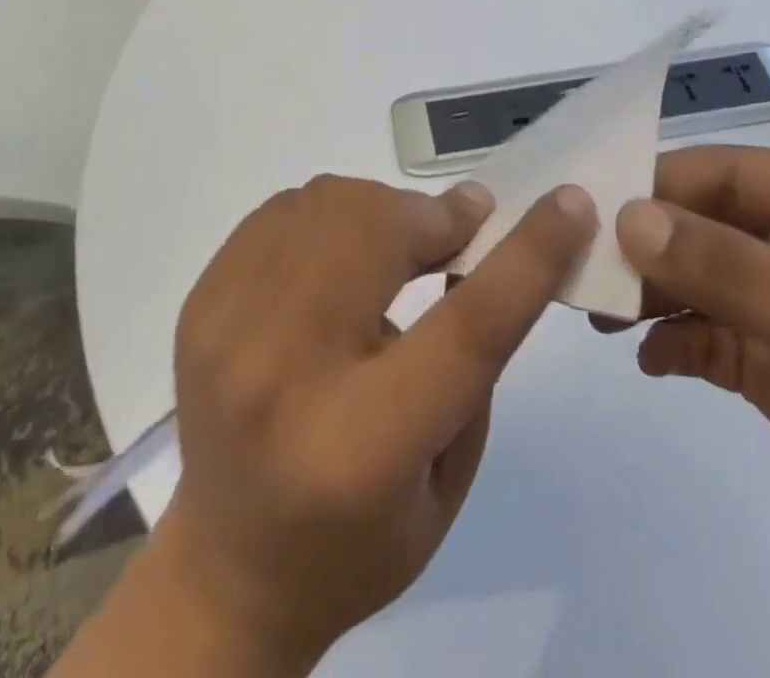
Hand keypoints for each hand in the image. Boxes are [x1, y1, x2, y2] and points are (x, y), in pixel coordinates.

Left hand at [149, 174, 597, 674]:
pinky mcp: (200, 301)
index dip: (527, 254)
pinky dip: (332, 216)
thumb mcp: (449, 471)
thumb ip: (473, 354)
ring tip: (399, 247)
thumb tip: (473, 238)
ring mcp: (227, 328)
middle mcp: (283, 375)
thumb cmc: (359, 538)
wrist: (228, 566)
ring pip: (328, 204)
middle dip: (434, 218)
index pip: (466, 327)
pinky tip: (341, 257)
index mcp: (362, 446)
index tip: (569, 203)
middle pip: (377, 233)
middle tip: (458, 232)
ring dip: (383, 212)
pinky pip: (284, 210)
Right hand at [610, 147, 769, 661]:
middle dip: (647, 246)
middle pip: (709, 226)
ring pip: (705, 282)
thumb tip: (628, 216)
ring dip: (654, 294)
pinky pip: (716, 340)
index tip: (585, 213)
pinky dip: (678, 344)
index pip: (727, 173)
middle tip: (581, 271)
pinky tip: (649, 360)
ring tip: (600, 316)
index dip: (656, 186)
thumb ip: (729, 269)